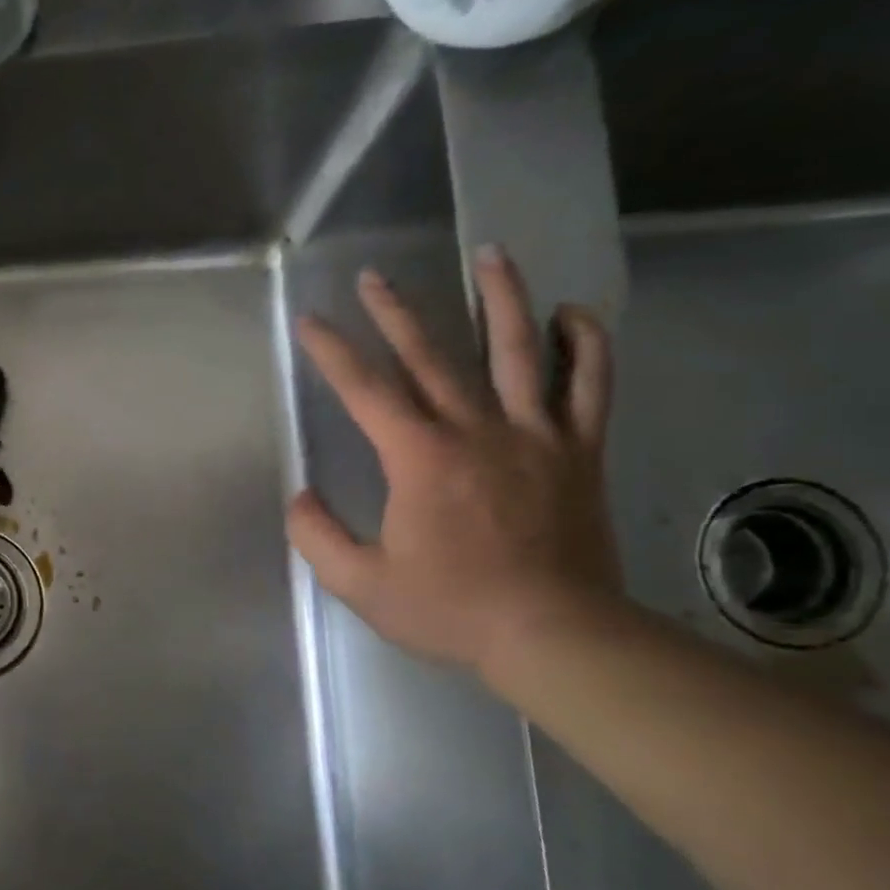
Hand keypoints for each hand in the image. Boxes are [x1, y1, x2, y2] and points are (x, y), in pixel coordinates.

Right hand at [287, 246, 622, 673]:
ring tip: (490, 253)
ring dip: (502, 297)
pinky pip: (589, 386)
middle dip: (396, 312)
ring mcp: (535, 436)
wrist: (555, 636)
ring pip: (519, 351)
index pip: (365, 391)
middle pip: (431, 356)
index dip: (332, 352)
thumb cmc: (450, 609)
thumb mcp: (360, 584)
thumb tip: (300, 496)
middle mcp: (475, 430)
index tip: (310, 321)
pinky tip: (573, 314)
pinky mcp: (578, 452)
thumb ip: (317, 536)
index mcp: (419, 458)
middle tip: (374, 277)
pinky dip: (586, 345)